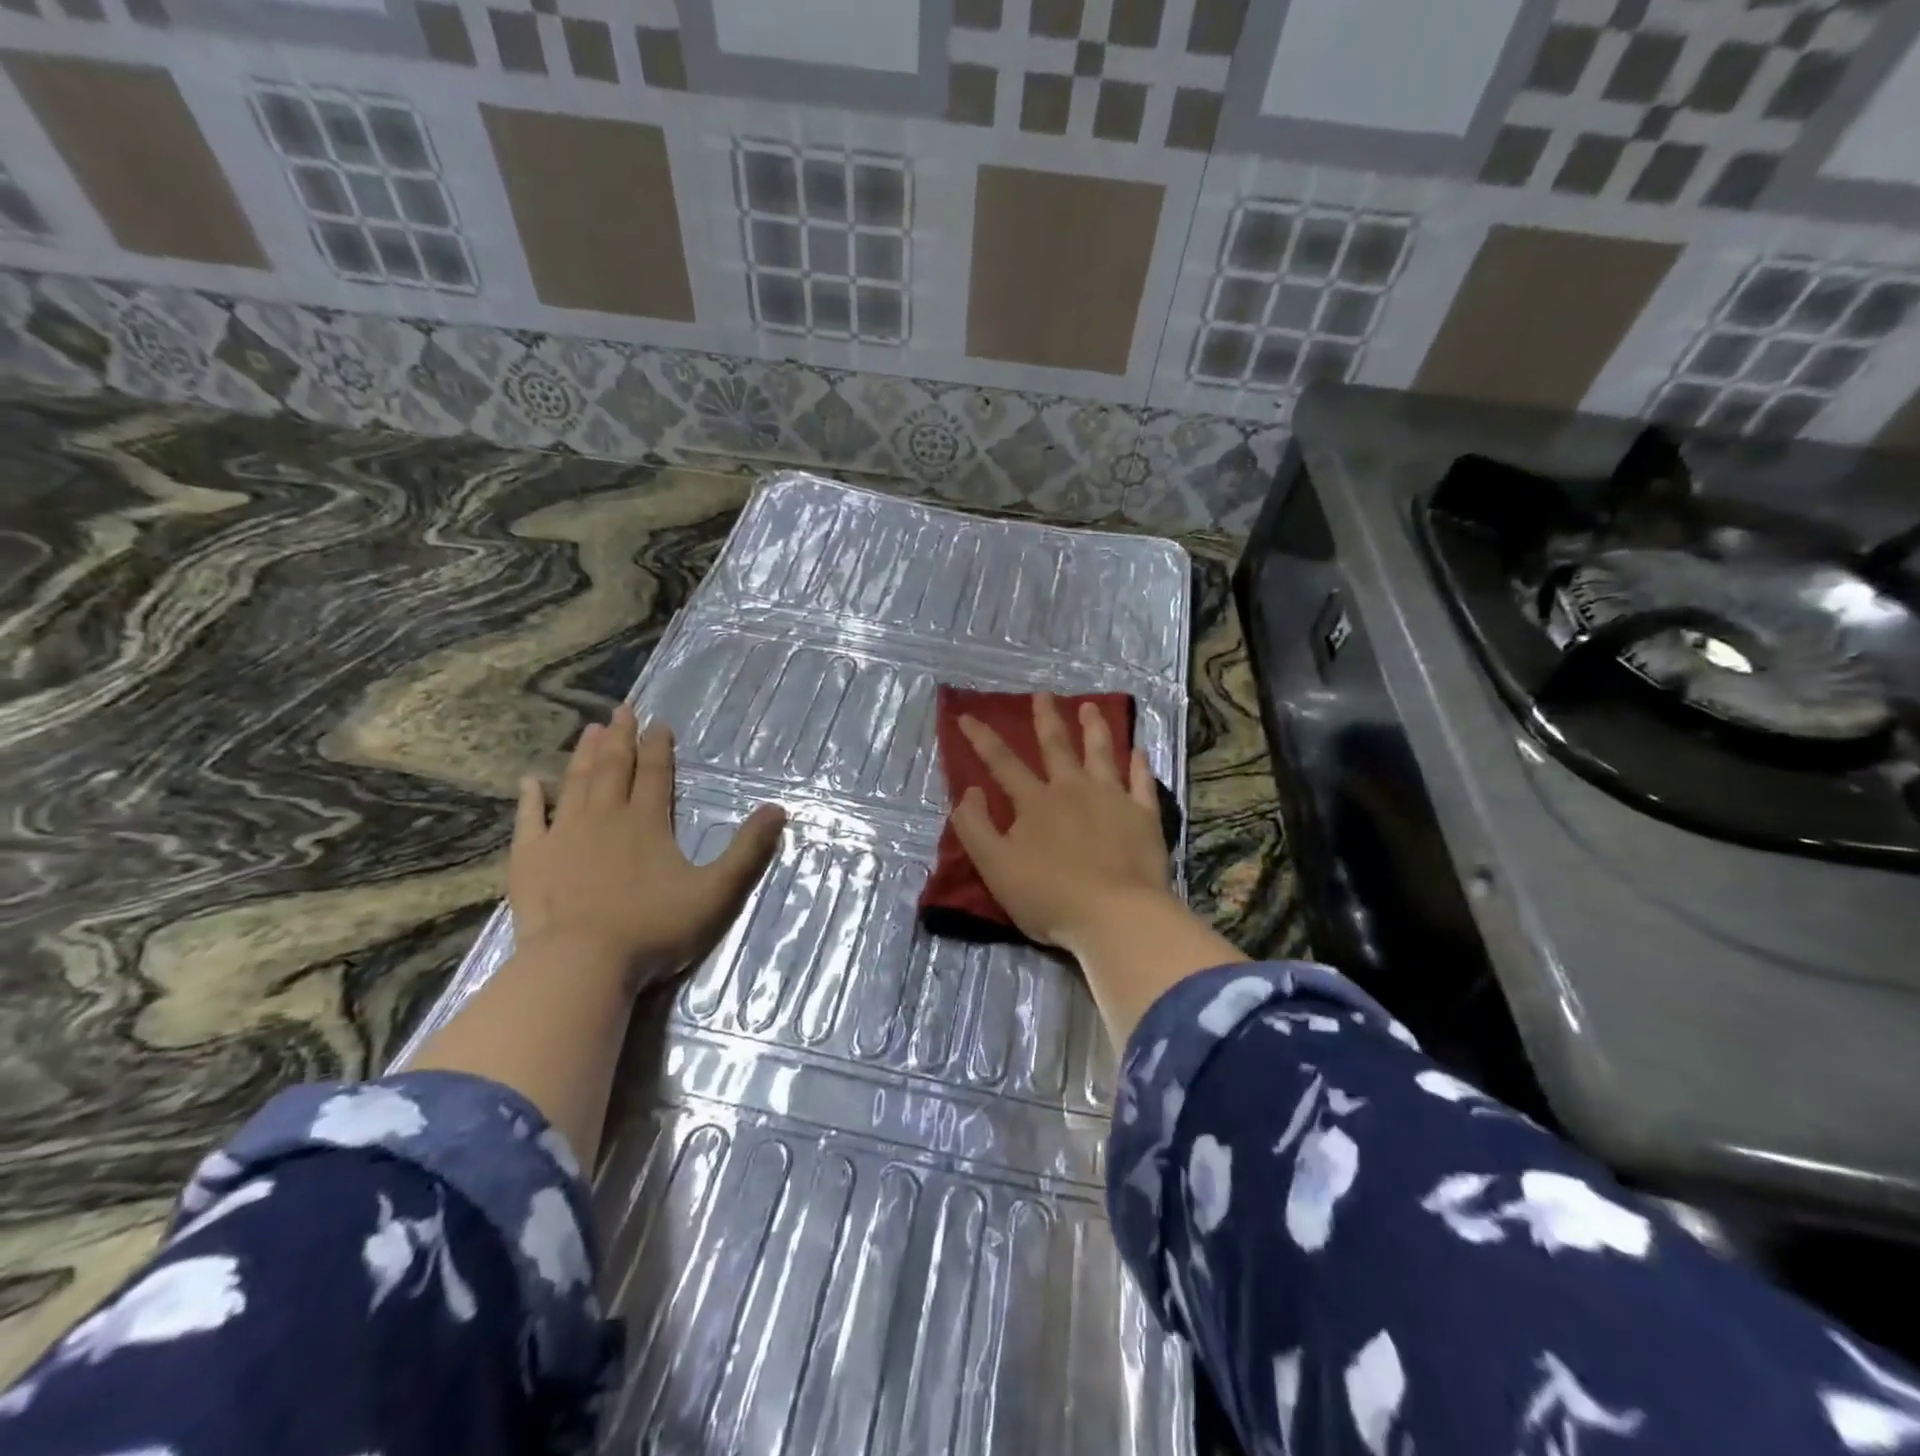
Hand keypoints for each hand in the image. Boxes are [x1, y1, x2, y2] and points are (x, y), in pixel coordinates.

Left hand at [508, 702, 785, 990]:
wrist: (580, 964)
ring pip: (575, 784)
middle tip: (622, 709)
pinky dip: (530, 798)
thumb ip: (748, 850)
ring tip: (590, 730)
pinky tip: (530, 781)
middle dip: (621, 738)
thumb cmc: (654, 928)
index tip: (659, 723)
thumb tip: (779, 809)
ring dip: (584, 755)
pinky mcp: (531, 860)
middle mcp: (604, 818)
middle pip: (614, 769)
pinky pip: (529, 820)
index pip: (655, 774)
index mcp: (647, 822)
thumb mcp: (717, 891)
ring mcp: (563, 836)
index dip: (658, 747)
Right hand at [952, 692, 1175, 955]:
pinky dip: (1139, 765)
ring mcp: (1112, 799)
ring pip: (1101, 753)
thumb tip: (969, 791)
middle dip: (1046, 718)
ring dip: (1094, 728)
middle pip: (1056, 746)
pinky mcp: (1143, 815)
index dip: (982, 738)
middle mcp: (1072, 789)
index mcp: (1035, 802)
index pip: (1002, 762)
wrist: (1115, 916)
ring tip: (1090, 707)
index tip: (966, 716)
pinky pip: (1141, 782)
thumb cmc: (1049, 896)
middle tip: (1043, 694)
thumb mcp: (995, 867)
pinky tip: (1138, 751)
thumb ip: (975, 827)